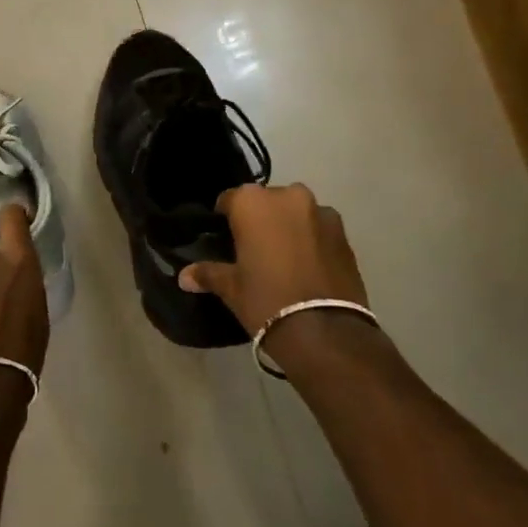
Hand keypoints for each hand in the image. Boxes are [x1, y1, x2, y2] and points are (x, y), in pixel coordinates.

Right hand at [178, 183, 368, 330]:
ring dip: (288, 226)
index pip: (230, 200)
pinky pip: (319, 228)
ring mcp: (321, 212)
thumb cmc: (266, 300)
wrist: (324, 331)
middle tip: (253, 250)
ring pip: (296, 212)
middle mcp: (288, 196)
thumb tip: (183, 277)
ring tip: (283, 258)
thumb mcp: (231, 288)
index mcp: (253, 202)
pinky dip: (311, 239)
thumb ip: (208, 274)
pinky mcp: (344, 233)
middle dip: (260, 219)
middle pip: (267, 202)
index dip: (225, 219)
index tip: (224, 239)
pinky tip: (307, 266)